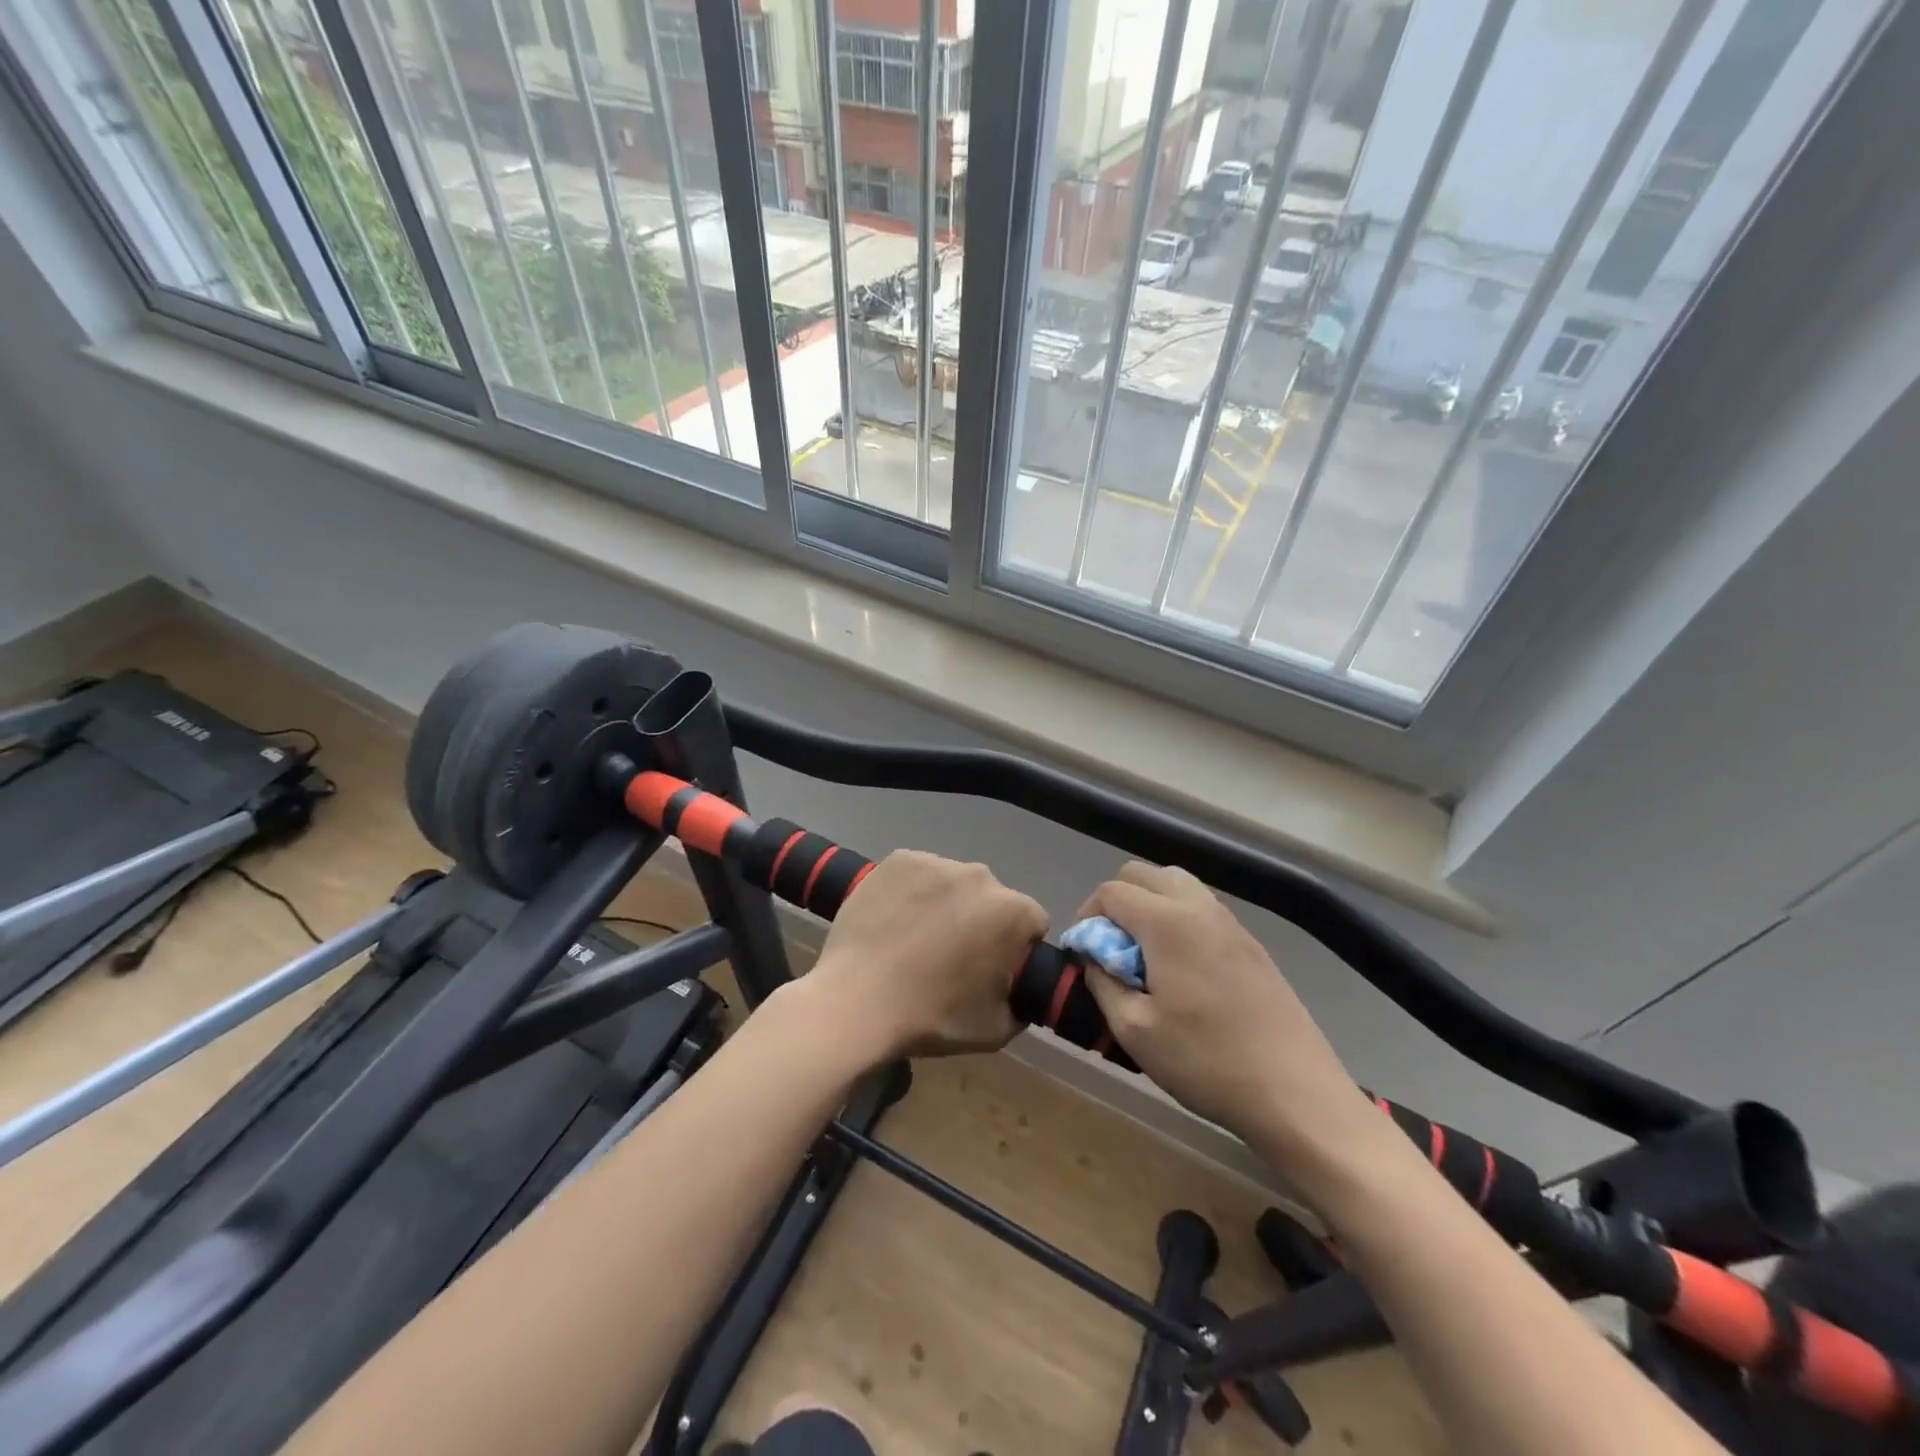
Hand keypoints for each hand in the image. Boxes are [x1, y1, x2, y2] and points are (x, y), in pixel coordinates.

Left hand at [804, 850, 1047, 1061]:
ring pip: (954, 884)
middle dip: (980, 922)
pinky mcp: (899, 859)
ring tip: (916, 940)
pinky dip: (913, 892)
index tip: (992, 970)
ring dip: (946, 904)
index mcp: (1012, 912)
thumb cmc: (931, 1017)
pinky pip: (919, 874)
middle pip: (992, 899)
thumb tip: (1016, 989)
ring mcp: (936, 862)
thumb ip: (1021, 1004)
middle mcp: (980, 875)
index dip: (1016, 948)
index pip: (1032, 923)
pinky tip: (894, 921)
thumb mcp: (996, 1029)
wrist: (857, 1001)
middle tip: (950, 957)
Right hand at [1078, 862, 1375, 1161]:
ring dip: (1150, 907)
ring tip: (1144, 957)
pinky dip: (1179, 921)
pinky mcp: (1252, 944)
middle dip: (1117, 901)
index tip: (1085, 953)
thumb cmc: (1206, 1061)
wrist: (1295, 1092)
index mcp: (1167, 922)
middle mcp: (1199, 908)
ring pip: (1177, 886)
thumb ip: (1103, 982)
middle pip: (1145, 874)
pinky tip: (1181, 972)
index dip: (1087, 916)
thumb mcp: (1134, 1030)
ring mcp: (1231, 923)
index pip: (1111, 891)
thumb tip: (1094, 957)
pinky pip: (1202, 910)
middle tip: (1111, 948)